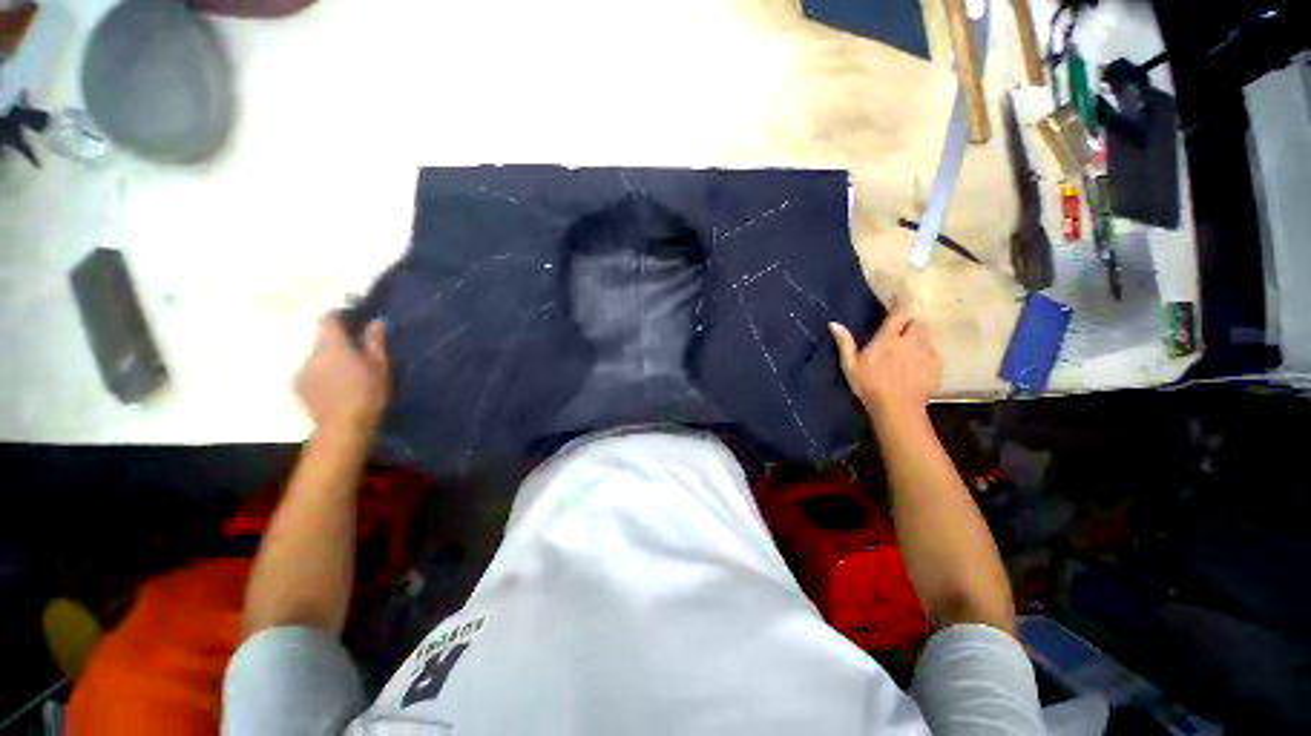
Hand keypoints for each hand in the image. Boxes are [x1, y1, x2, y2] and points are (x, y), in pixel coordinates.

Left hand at [294, 315, 389, 434]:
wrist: (343, 426)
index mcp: (334, 346)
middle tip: (355, 355)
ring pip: (316, 357)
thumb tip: (375, 322)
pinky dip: (321, 374)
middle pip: (322, 341)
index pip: (328, 320)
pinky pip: (310, 372)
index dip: (338, 317)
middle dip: (337, 344)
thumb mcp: (379, 367)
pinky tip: (333, 387)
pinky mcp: (297, 386)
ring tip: (345, 375)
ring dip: (328, 361)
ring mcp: (302, 370)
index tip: (350, 320)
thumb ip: (374, 343)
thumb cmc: (368, 394)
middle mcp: (312, 354)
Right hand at [829, 306, 941, 420]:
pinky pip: (933, 352)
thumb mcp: (851, 366)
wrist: (897, 409)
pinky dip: (925, 353)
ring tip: (909, 348)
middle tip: (900, 330)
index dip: (899, 304)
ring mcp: (927, 353)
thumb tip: (834, 323)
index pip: (900, 313)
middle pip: (916, 322)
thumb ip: (845, 343)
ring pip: (926, 336)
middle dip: (909, 323)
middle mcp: (911, 341)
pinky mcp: (936, 366)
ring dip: (918, 337)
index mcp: (888, 339)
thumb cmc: (869, 386)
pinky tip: (916, 365)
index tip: (896, 300)